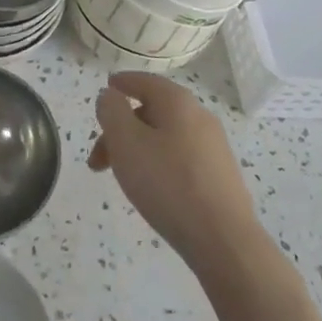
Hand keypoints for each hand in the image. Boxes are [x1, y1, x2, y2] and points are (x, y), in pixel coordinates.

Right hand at [89, 72, 263, 273]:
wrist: (223, 240)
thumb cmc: (168, 183)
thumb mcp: (126, 142)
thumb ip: (111, 112)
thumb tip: (110, 96)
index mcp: (178, 102)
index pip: (144, 81)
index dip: (122, 83)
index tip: (107, 89)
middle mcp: (199, 116)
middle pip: (152, 111)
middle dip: (121, 130)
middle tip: (98, 159)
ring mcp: (214, 147)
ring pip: (165, 137)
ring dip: (137, 150)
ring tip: (122, 179)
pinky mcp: (219, 175)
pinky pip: (180, 157)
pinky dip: (158, 164)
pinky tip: (151, 189)